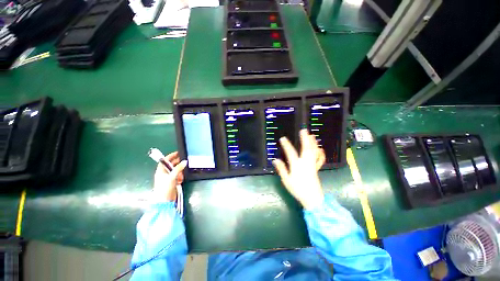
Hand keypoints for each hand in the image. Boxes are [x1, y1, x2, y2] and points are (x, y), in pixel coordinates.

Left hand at [153, 151, 186, 201]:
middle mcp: (164, 173)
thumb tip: (184, 162)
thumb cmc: (165, 188)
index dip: (171, 156)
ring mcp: (168, 178)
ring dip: (180, 172)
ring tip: (181, 175)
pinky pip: (177, 176)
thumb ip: (178, 168)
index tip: (178, 153)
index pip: (165, 160)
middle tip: (184, 162)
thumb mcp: (172, 177)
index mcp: (160, 170)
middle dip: (177, 164)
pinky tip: (180, 180)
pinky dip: (180, 177)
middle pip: (171, 165)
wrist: (164, 201)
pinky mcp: (172, 182)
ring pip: (175, 171)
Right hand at [273, 129, 325, 209]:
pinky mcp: (316, 168)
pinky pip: (319, 159)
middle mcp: (305, 163)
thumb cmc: (298, 189)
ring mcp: (312, 165)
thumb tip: (275, 160)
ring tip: (312, 135)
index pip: (291, 153)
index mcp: (297, 166)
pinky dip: (320, 153)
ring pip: (313, 152)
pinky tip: (320, 149)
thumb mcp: (286, 180)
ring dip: (313, 143)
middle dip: (305, 139)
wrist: (313, 199)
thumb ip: (281, 169)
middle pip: (306, 149)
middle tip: (304, 130)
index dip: (286, 145)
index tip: (283, 138)